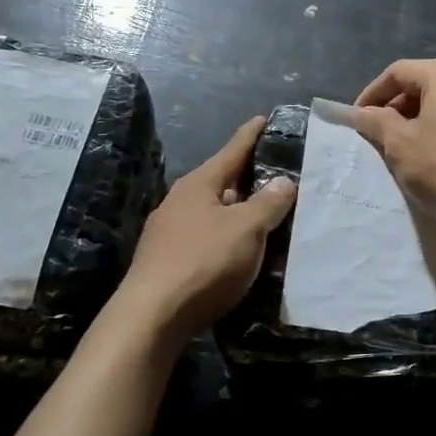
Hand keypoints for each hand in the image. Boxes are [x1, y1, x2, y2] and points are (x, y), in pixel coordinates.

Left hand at [119, 116, 296, 336]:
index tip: (264, 119)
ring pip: (212, 212)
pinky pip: (205, 237)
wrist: (152, 316)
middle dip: (247, 178)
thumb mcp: (245, 229)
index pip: (231, 151)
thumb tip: (284, 180)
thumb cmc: (203, 262)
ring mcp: (169, 231)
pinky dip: (225, 236)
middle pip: (220, 181)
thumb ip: (267, 203)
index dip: (250, 135)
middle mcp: (180, 201)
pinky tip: (238, 250)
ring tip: (265, 215)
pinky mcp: (167, 260)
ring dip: (237, 211)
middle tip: (278, 174)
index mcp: (198, 184)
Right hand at [354, 59, 435, 232]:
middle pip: (428, 83)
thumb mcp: (399, 144)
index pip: (399, 72)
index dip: (373, 93)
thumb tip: (362, 113)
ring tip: (411, 143)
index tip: (358, 118)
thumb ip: (376, 121)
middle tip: (380, 132)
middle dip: (400, 105)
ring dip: (427, 117)